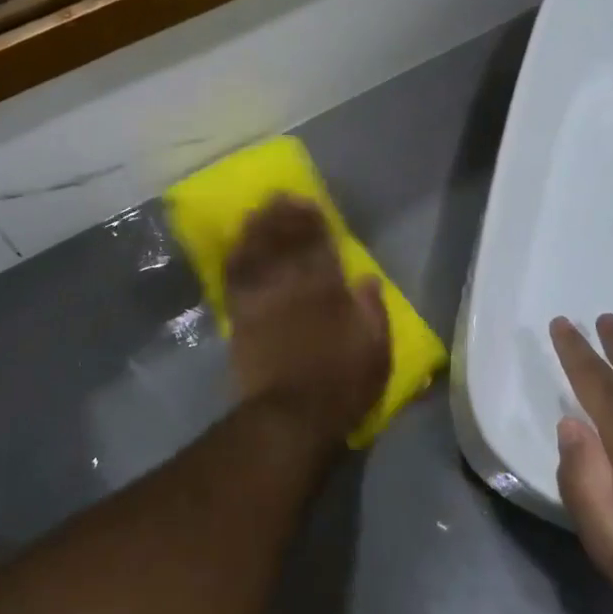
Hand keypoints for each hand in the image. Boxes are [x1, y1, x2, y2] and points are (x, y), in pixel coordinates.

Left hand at [224, 198, 390, 447]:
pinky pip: (236, 279)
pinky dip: (236, 259)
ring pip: (258, 254)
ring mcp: (263, 300)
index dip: (314, 222)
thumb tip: (367, 278)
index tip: (310, 204)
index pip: (320, 246)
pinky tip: (236, 246)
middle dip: (284, 217)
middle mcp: (293, 286)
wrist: (291, 416)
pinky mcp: (241, 318)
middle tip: (281, 197)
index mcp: (328, 291)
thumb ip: (373, 311)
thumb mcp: (376, 351)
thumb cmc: (341, 385)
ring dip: (258, 229)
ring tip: (258, 211)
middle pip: (286, 242)